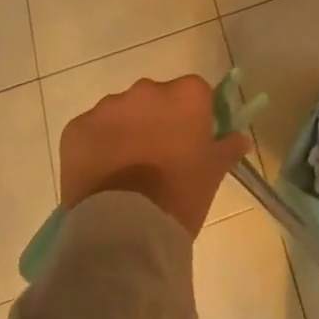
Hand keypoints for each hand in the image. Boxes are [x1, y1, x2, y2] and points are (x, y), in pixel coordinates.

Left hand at [58, 75, 251, 238]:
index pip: (194, 93)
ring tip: (126, 169)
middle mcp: (147, 90)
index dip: (192, 116)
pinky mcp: (77, 127)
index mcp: (186, 94)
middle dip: (156, 120)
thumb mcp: (213, 172)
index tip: (189, 140)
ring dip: (126, 131)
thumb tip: (241, 138)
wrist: (126, 229)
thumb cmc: (180, 195)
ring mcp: (108, 106)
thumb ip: (228, 147)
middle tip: (158, 157)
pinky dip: (96, 146)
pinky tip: (102, 174)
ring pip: (122, 112)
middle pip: (155, 98)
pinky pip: (91, 130)